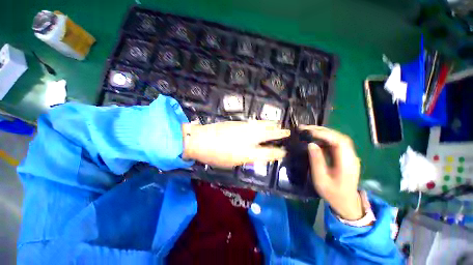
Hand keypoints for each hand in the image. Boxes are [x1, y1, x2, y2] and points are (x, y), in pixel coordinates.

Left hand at [182, 121, 289, 167]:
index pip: (268, 153)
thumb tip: (256, 154)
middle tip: (287, 132)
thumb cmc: (214, 156)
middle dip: (279, 133)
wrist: (200, 140)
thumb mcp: (231, 163)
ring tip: (278, 125)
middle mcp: (248, 139)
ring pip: (262, 125)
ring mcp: (243, 128)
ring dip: (271, 125)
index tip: (284, 152)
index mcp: (247, 153)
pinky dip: (261, 122)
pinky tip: (263, 123)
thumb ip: (246, 158)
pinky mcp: (238, 122)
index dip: (277, 152)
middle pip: (268, 135)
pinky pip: (253, 122)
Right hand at [302, 126, 362, 220]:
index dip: (324, 134)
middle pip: (339, 137)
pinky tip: (315, 139)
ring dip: (323, 133)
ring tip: (308, 130)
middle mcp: (351, 156)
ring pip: (338, 138)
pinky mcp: (345, 156)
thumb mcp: (320, 178)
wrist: (346, 202)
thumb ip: (316, 161)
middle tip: (306, 128)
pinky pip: (335, 143)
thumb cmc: (332, 193)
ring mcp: (349, 156)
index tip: (309, 131)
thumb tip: (311, 144)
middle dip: (322, 130)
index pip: (339, 141)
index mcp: (347, 163)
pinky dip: (325, 138)